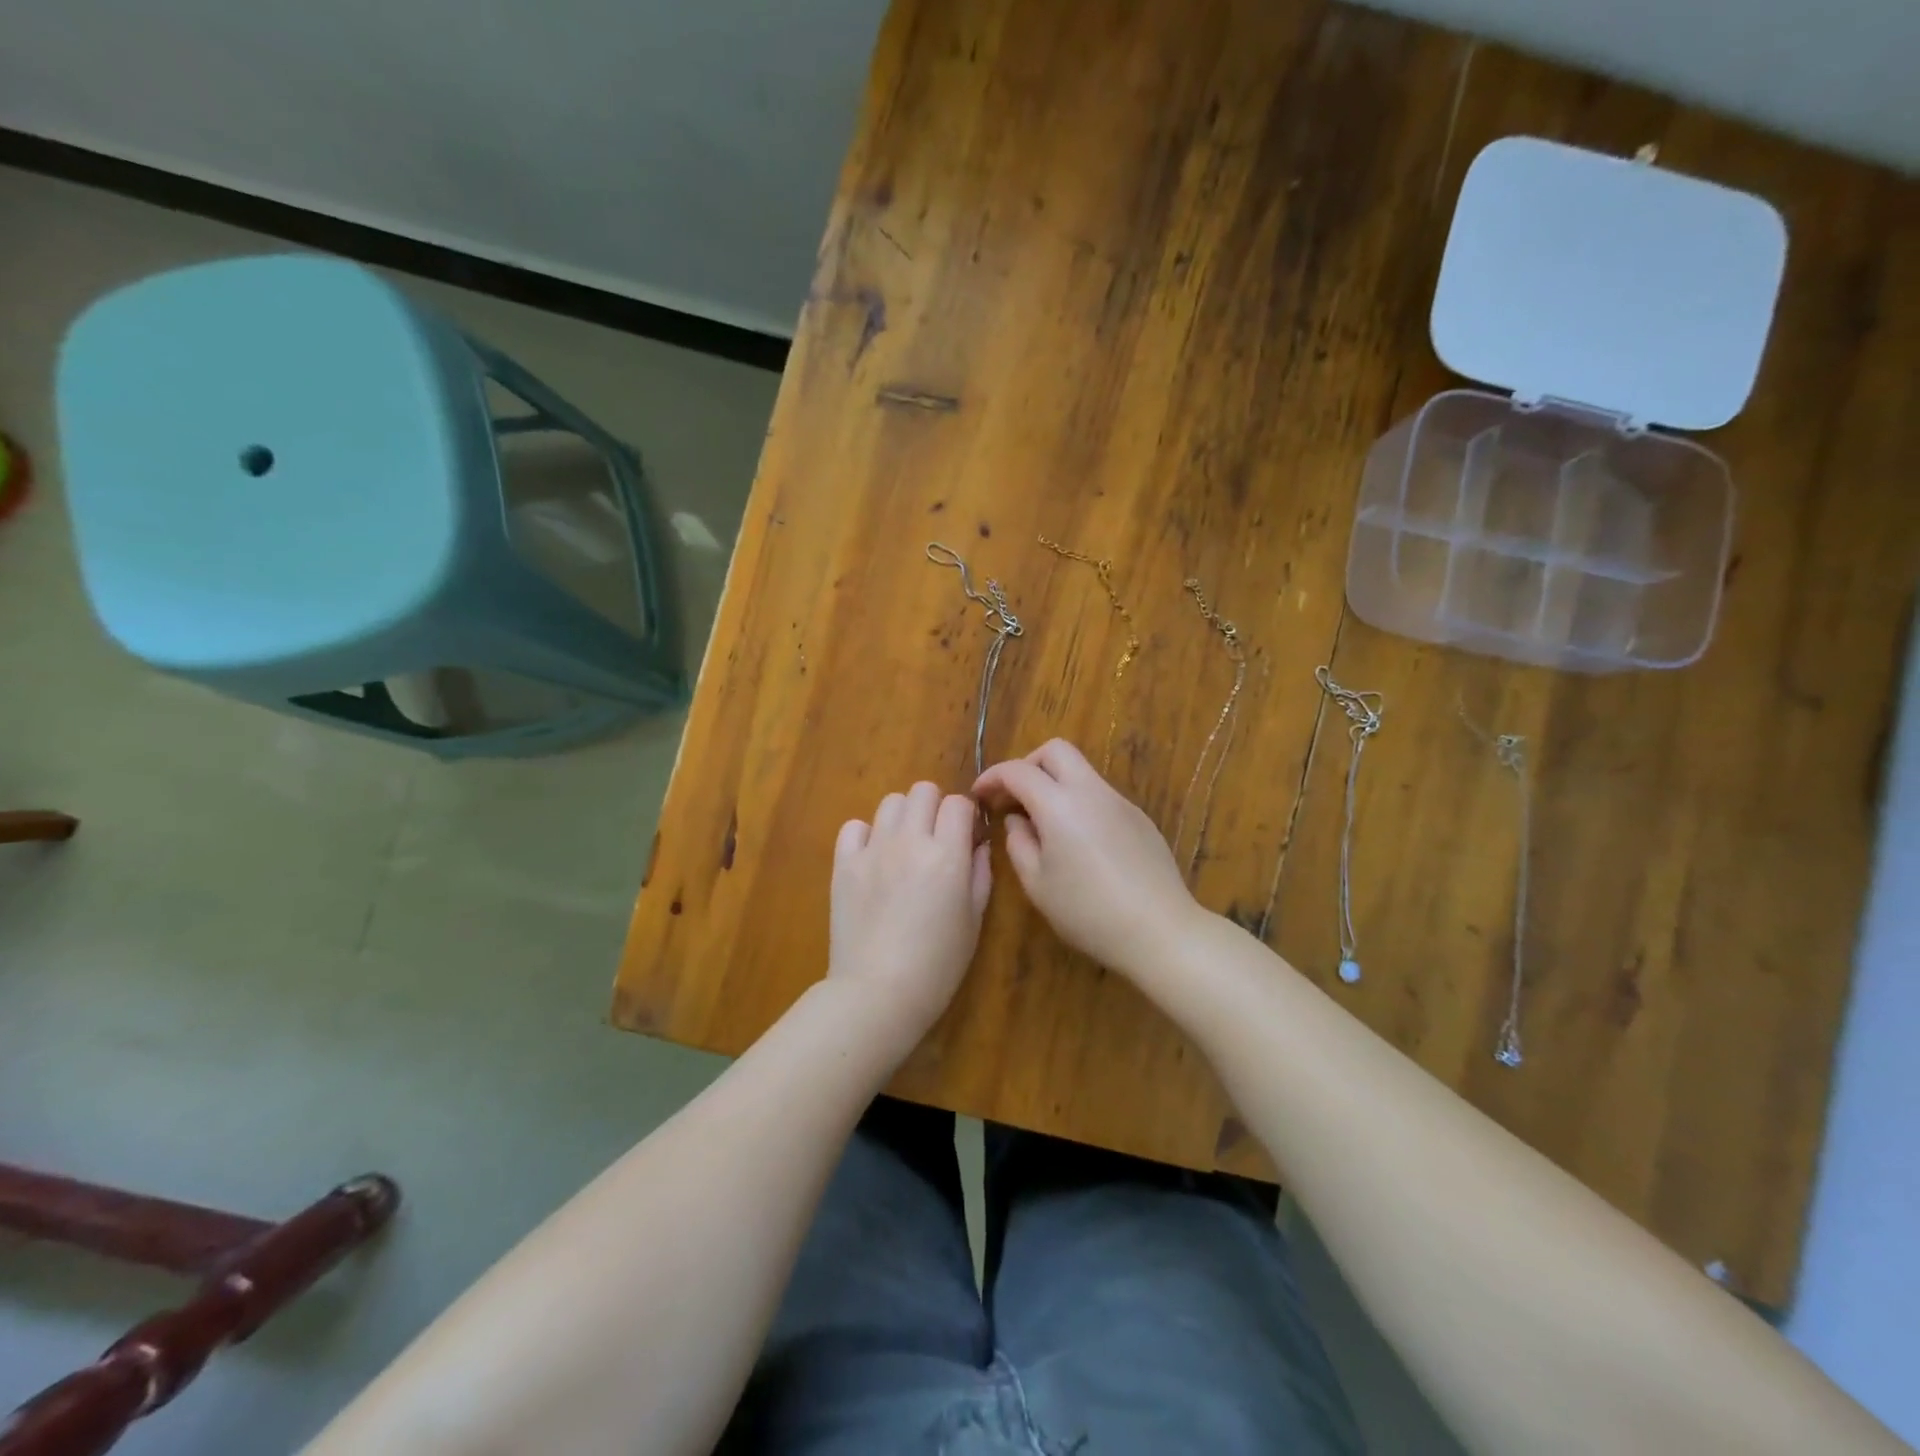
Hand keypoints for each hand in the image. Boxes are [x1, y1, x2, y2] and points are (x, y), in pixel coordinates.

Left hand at [829, 781, 991, 1056]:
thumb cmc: (937, 965)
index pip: (959, 803)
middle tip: (937, 838)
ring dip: (904, 816)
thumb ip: (979, 874)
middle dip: (935, 807)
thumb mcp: (974, 920)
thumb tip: (978, 844)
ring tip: (905, 846)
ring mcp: (873, 850)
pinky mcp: (844, 864)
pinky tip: (874, 858)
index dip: (966, 816)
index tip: (966, 836)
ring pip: (890, 802)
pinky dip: (867, 834)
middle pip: (923, 790)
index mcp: (947, 855)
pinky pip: (854, 826)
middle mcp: (910, 841)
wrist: (877, 993)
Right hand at [973, 739, 1202, 983]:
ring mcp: (1120, 802)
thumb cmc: (1088, 912)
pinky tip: (1079, 844)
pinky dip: (1079, 803)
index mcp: (1059, 804)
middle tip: (1014, 798)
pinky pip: (1101, 796)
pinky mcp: (1140, 818)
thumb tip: (1017, 820)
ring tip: (1044, 825)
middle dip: (1028, 765)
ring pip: (1082, 772)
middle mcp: (1091, 791)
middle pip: (1056, 751)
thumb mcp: (1037, 884)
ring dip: (1055, 784)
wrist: (1159, 930)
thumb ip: (1018, 844)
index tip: (979, 795)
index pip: (1018, 771)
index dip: (992, 777)